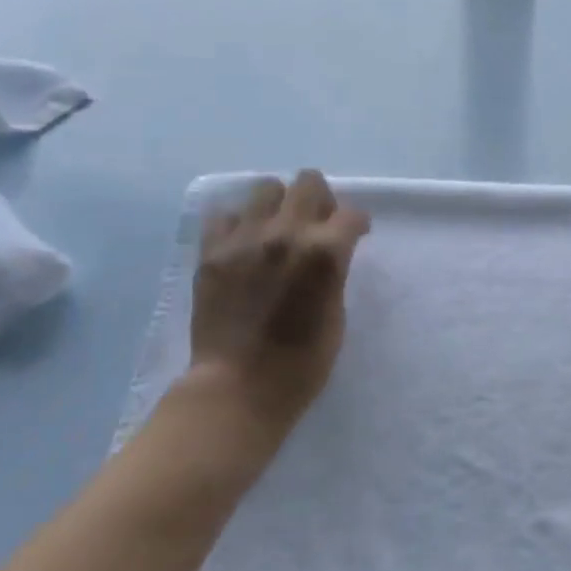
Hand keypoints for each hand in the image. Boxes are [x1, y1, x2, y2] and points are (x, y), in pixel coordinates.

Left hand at [184, 170, 370, 445]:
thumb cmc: (301, 363)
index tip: (356, 235)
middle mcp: (286, 232)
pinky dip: (239, 223)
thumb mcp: (336, 314)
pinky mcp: (212, 251)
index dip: (358, 224)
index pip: (352, 214)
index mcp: (325, 251)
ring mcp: (245, 238)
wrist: (237, 388)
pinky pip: (224, 214)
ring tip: (278, 229)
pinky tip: (244, 244)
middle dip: (321, 199)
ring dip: (279, 204)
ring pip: (266, 188)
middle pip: (309, 182)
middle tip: (318, 224)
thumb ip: (333, 273)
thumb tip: (329, 254)